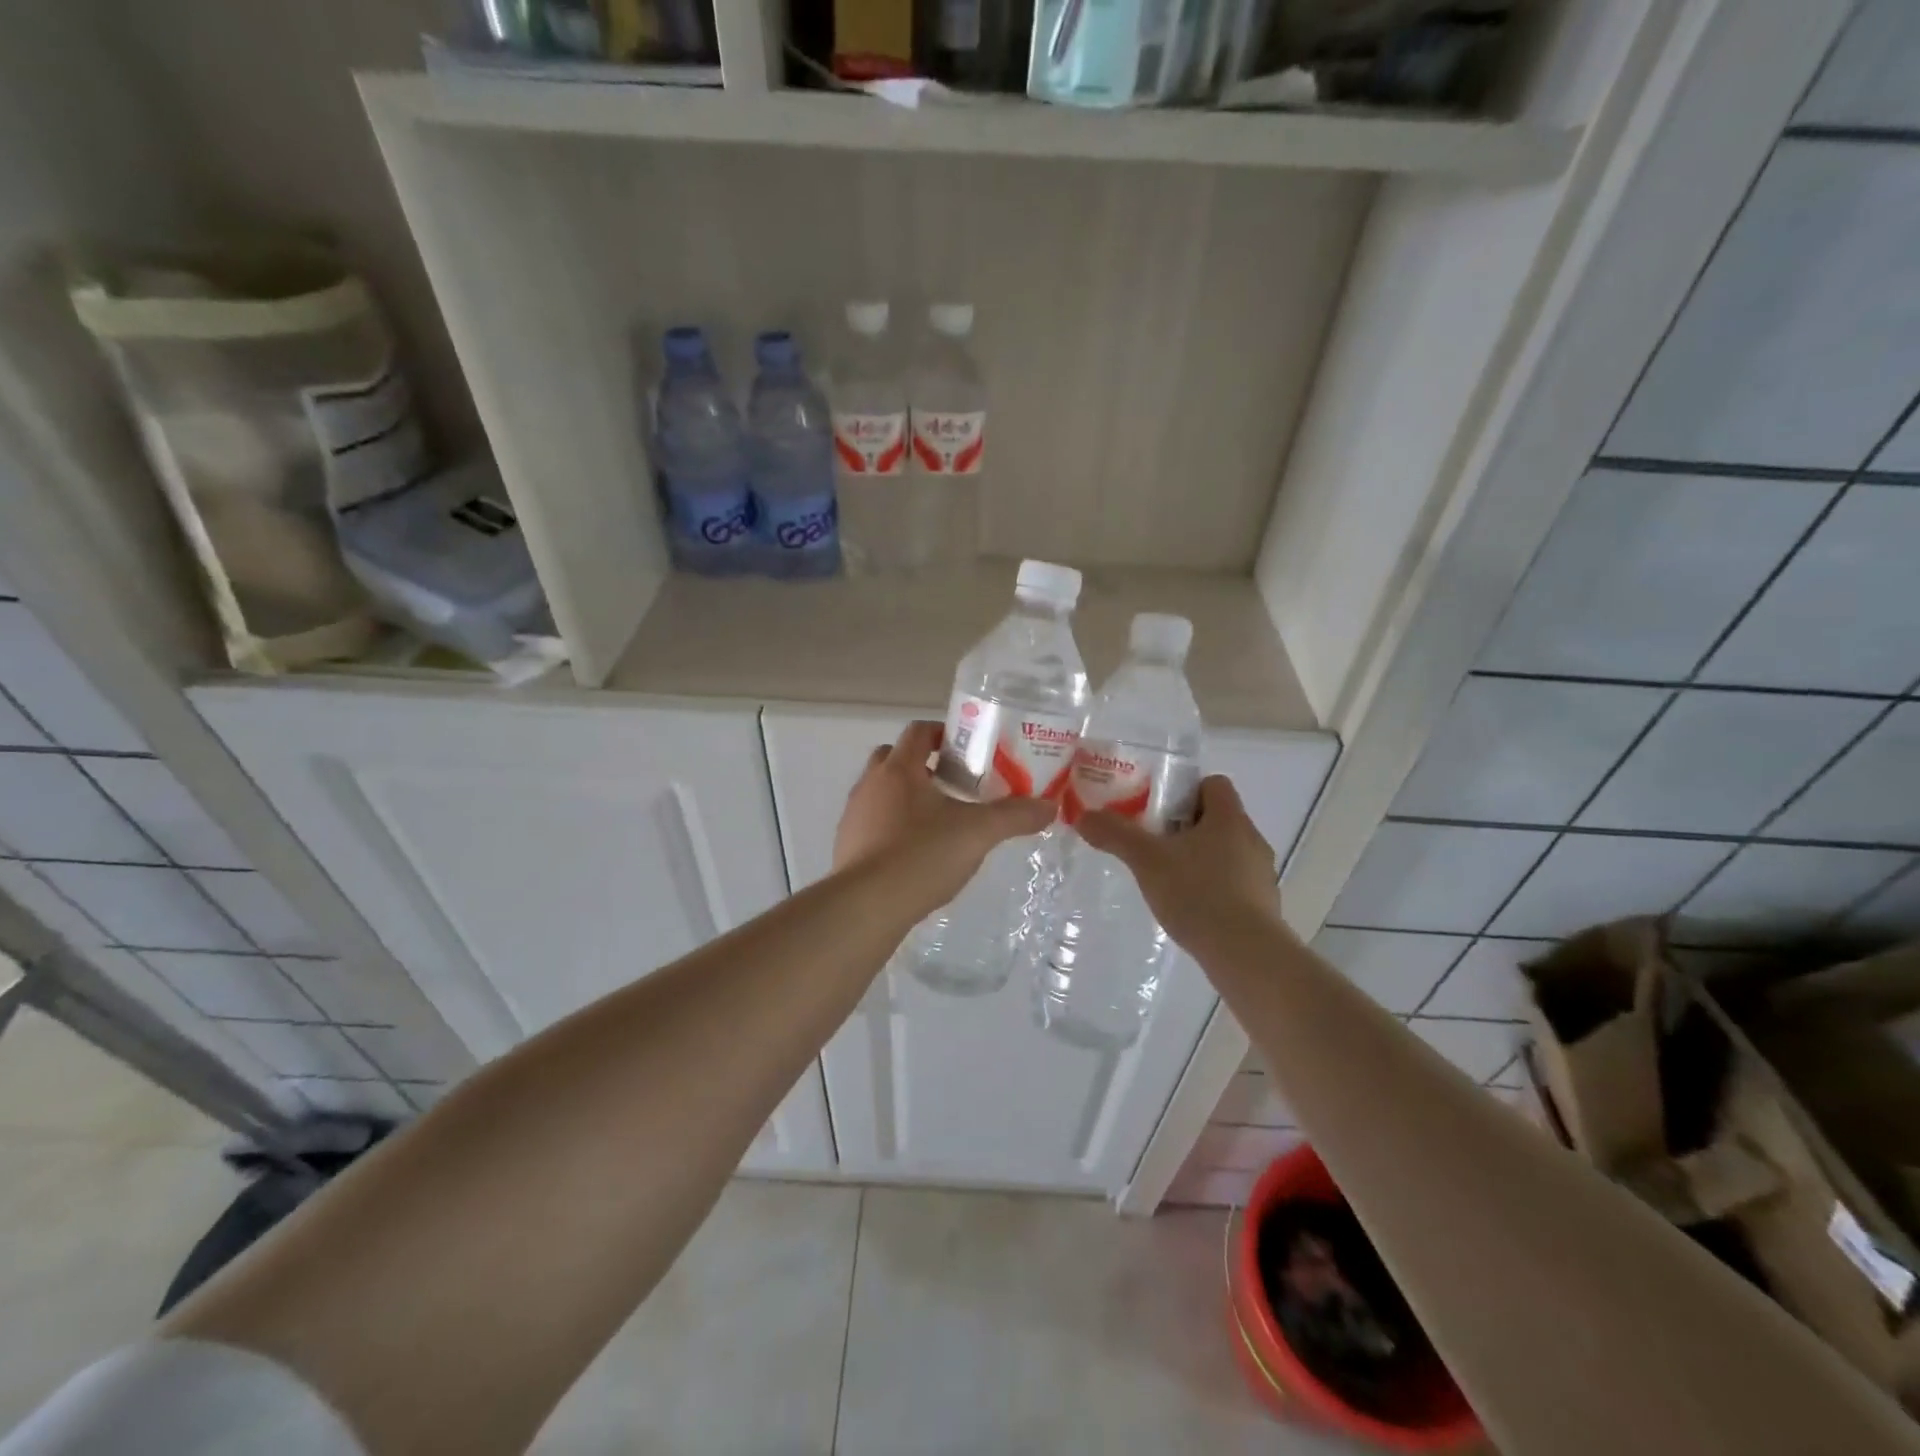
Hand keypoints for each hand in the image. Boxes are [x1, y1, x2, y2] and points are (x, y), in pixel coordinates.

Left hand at [833, 721, 1055, 910]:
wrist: (867, 906)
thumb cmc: (921, 855)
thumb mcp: (978, 834)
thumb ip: (1014, 817)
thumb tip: (1049, 806)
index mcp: (899, 769)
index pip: (918, 731)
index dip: (943, 733)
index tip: (969, 750)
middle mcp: (870, 784)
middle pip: (894, 757)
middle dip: (923, 764)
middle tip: (955, 783)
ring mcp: (854, 815)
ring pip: (881, 791)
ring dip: (906, 797)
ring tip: (939, 821)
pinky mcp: (846, 846)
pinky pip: (872, 823)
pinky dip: (892, 827)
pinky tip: (915, 853)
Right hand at [1076, 776, 1280, 949]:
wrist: (1245, 954)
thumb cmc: (1198, 893)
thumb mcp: (1147, 860)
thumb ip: (1115, 834)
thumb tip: (1084, 816)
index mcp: (1230, 818)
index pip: (1213, 783)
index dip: (1185, 790)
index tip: (1157, 810)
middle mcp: (1252, 839)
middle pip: (1217, 818)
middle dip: (1184, 827)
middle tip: (1153, 843)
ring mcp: (1261, 874)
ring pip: (1225, 852)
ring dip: (1198, 858)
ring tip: (1167, 879)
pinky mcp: (1263, 906)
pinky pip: (1233, 883)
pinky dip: (1211, 888)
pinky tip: (1189, 908)